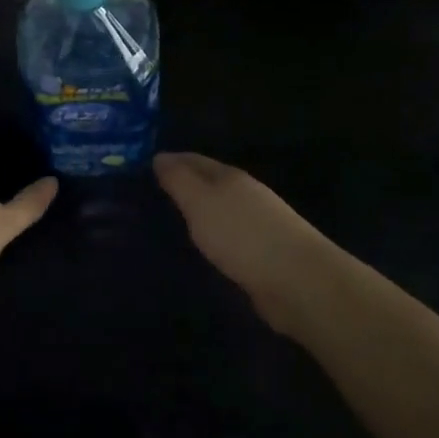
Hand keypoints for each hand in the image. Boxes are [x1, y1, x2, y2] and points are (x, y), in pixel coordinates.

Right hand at [154, 151, 339, 332]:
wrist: (297, 281)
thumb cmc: (242, 234)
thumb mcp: (201, 201)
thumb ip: (179, 179)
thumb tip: (159, 156)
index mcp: (229, 177)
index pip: (193, 159)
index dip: (169, 161)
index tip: (140, 168)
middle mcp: (244, 194)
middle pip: (207, 183)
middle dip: (181, 185)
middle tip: (147, 195)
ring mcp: (256, 224)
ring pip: (217, 210)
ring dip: (196, 212)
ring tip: (167, 221)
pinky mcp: (261, 254)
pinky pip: (227, 237)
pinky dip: (210, 236)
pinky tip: (199, 247)